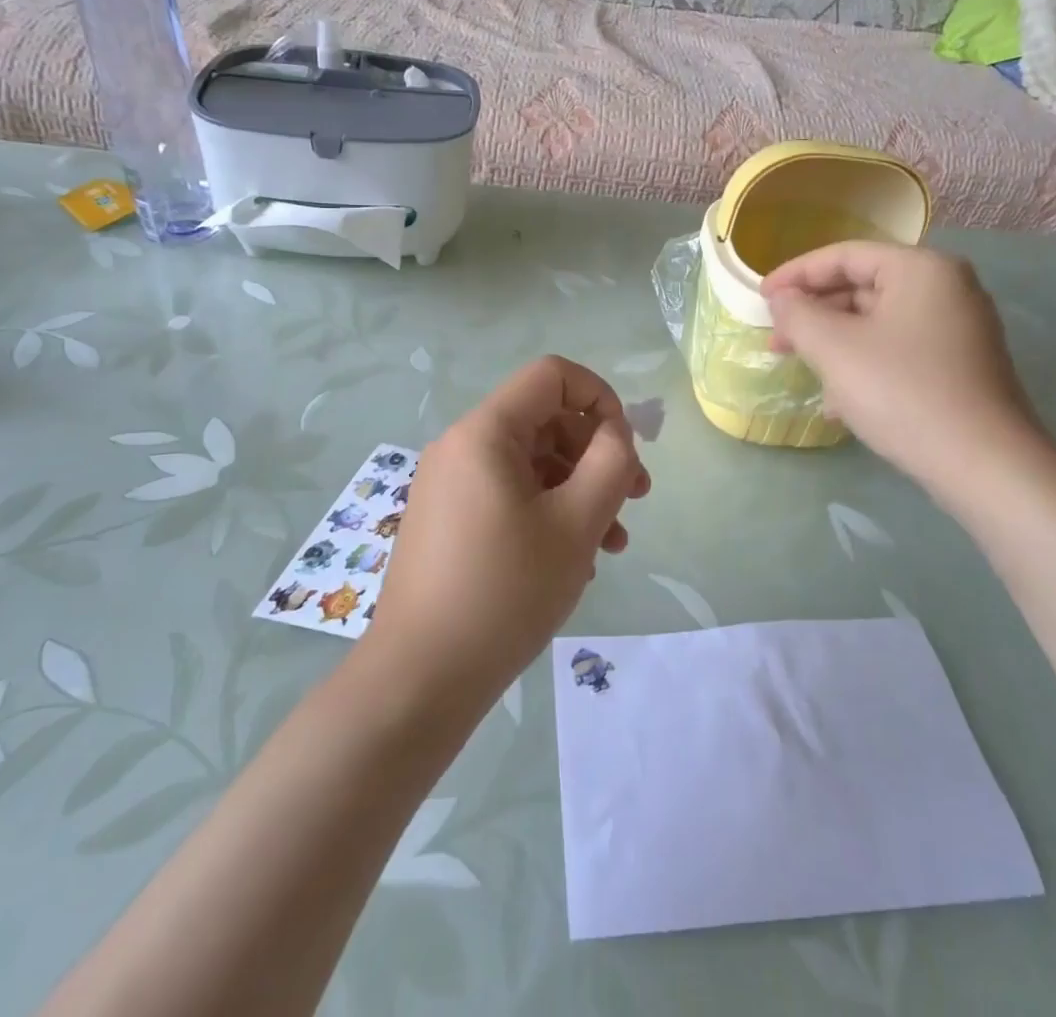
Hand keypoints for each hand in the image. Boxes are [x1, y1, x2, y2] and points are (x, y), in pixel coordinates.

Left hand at [365, 356, 650, 706]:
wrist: (420, 678)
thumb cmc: (505, 591)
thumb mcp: (576, 523)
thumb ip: (611, 463)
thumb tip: (615, 433)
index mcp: (485, 432)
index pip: (552, 375)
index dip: (600, 397)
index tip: (626, 446)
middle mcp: (461, 446)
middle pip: (545, 420)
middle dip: (596, 454)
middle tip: (635, 500)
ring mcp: (450, 485)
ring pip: (531, 463)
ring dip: (578, 490)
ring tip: (612, 543)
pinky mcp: (448, 520)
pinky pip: (508, 495)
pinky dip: (547, 512)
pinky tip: (572, 561)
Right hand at [763, 242, 1046, 493]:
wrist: (984, 465)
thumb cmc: (902, 392)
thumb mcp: (834, 348)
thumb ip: (798, 314)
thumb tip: (782, 300)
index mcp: (921, 269)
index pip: (844, 255)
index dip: (795, 274)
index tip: (760, 298)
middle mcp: (946, 288)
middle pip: (862, 287)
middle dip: (814, 314)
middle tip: (776, 339)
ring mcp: (959, 329)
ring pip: (878, 323)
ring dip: (834, 344)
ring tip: (802, 371)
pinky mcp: (961, 367)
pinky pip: (898, 350)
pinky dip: (864, 364)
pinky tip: (838, 402)